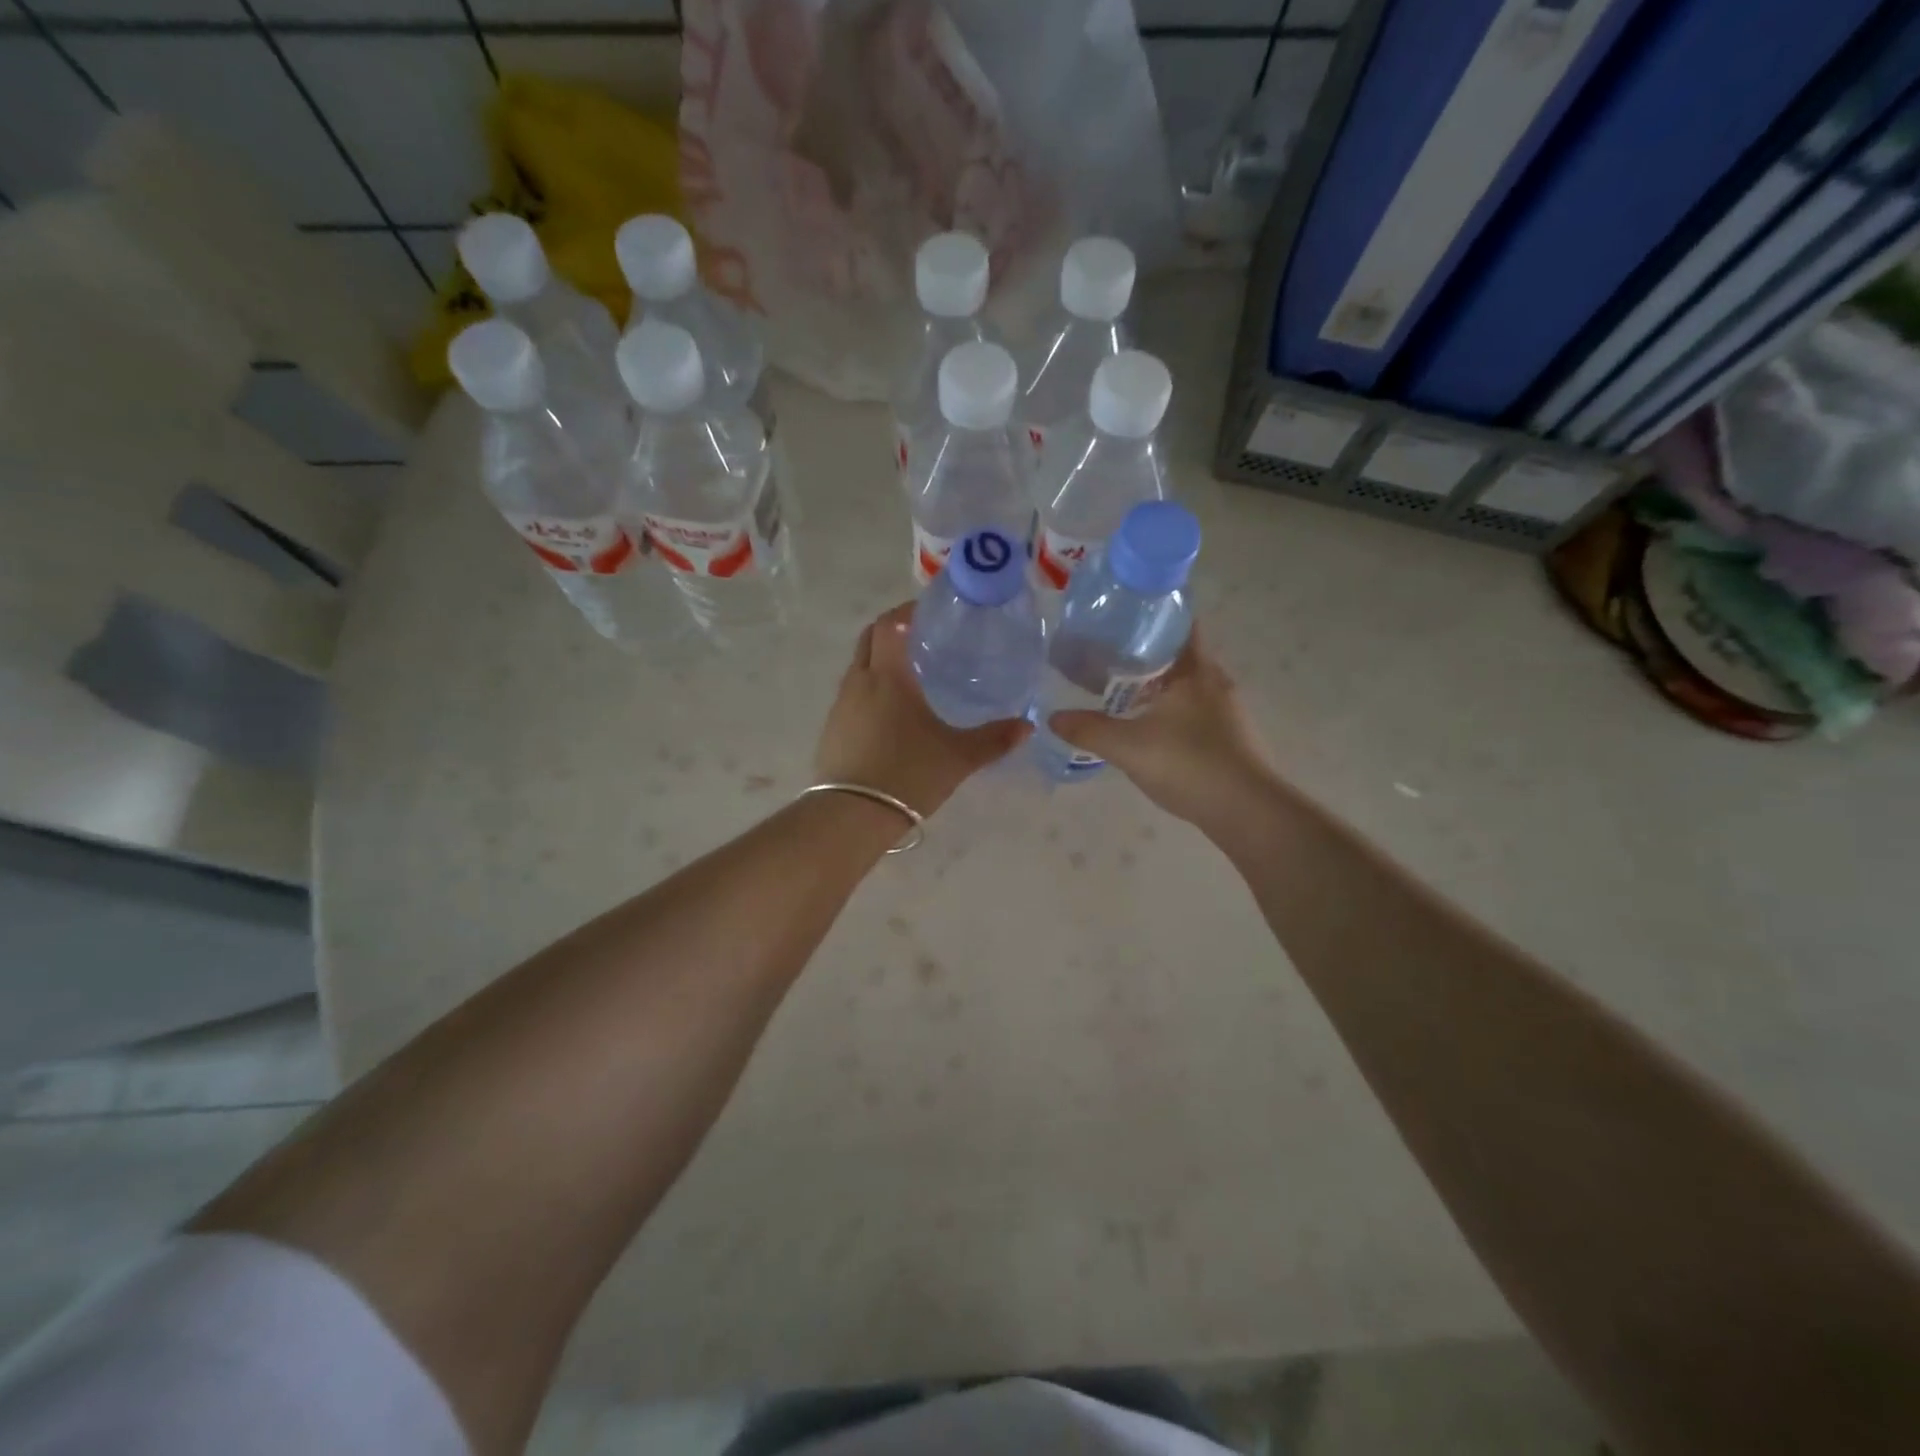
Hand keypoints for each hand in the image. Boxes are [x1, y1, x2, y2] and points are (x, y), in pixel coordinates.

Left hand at [815, 603, 1030, 815]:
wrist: (852, 815)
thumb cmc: (908, 774)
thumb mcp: (958, 757)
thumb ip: (993, 739)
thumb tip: (1027, 726)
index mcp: (889, 676)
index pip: (890, 624)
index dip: (907, 611)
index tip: (928, 611)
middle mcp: (859, 682)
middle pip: (869, 639)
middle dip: (891, 630)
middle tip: (920, 637)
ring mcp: (840, 706)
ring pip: (858, 667)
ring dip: (879, 661)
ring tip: (909, 675)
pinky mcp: (831, 729)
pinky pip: (851, 695)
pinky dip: (869, 689)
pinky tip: (889, 713)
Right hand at [1047, 624, 1277, 832]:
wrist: (1247, 811)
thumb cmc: (1189, 764)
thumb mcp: (1128, 747)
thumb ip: (1088, 730)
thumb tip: (1053, 717)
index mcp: (1195, 670)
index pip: (1181, 624)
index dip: (1154, 616)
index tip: (1123, 617)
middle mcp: (1216, 682)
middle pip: (1182, 654)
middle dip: (1149, 652)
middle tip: (1110, 655)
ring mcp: (1228, 711)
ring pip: (1189, 685)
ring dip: (1161, 685)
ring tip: (1124, 691)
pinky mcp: (1231, 737)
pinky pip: (1196, 710)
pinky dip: (1173, 710)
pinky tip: (1151, 728)